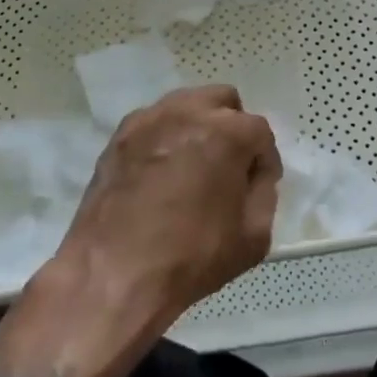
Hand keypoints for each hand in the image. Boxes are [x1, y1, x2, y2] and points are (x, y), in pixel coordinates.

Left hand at [44, 86, 280, 335]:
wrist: (113, 274)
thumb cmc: (190, 257)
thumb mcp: (253, 237)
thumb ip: (264, 194)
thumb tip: (254, 176)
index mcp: (228, 133)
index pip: (260, 133)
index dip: (263, 162)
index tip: (256, 187)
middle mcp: (189, 112)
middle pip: (223, 102)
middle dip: (232, 128)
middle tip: (226, 167)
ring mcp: (150, 119)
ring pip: (186, 105)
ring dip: (197, 127)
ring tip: (192, 167)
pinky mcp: (120, 135)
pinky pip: (154, 123)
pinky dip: (164, 138)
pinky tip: (160, 172)